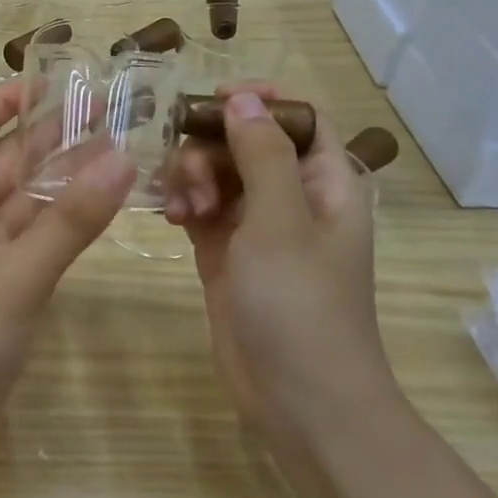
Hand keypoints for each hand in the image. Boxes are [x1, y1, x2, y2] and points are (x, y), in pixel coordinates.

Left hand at [0, 80, 135, 426]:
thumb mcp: (19, 272)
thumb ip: (71, 219)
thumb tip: (122, 158)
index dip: (0, 103)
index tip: (44, 81)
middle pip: (1, 163)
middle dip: (45, 138)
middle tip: (101, 112)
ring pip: (20, 200)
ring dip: (58, 178)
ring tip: (112, 148)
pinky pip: (29, 234)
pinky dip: (58, 218)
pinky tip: (95, 202)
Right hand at [164, 86, 392, 433]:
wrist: (299, 399)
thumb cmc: (301, 304)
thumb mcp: (281, 220)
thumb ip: (260, 154)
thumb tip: (243, 99)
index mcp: (326, 182)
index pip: (300, 118)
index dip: (262, 102)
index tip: (215, 101)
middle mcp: (293, 198)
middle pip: (247, 142)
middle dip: (212, 147)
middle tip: (193, 176)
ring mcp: (257, 227)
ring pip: (218, 173)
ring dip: (193, 178)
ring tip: (184, 211)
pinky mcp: (226, 254)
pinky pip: (201, 209)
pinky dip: (184, 205)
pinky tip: (172, 218)